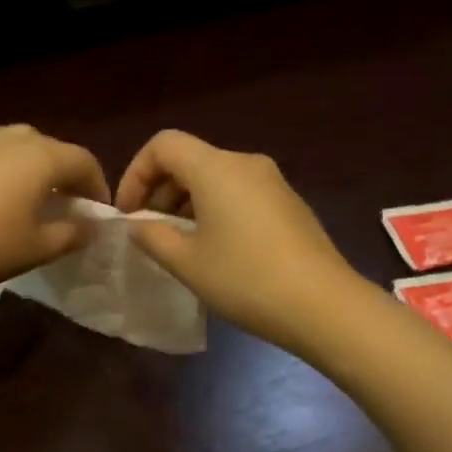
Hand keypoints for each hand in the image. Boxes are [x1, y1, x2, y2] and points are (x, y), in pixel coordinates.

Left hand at [0, 124, 109, 292]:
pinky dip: (3, 161)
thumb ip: (71, 234)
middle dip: (67, 175)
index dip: (97, 187)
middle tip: (69, 205)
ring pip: (21, 144)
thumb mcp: (38, 247)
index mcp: (42, 157)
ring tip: (33, 193)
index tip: (98, 213)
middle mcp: (15, 138)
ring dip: (35, 165)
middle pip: (54, 150)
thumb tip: (89, 227)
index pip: (84, 162)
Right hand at [115, 129, 360, 353]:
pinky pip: (238, 193)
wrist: (324, 306)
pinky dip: (213, 210)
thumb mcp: (186, 262)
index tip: (128, 213)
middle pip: (189, 159)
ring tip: (177, 244)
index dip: (136, 173)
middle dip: (159, 190)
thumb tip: (138, 224)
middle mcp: (246, 164)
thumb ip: (152, 236)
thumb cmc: (245, 279)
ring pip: (214, 178)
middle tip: (147, 231)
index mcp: (216, 168)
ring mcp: (272, 182)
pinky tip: (214, 250)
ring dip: (185, 203)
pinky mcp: (288, 204)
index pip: (163, 145)